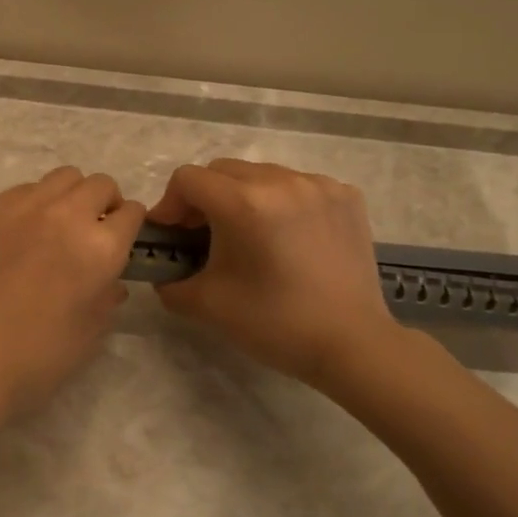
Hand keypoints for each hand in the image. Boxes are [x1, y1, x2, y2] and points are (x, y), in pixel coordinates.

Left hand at [0, 167, 145, 419]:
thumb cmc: (38, 357)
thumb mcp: (91, 332)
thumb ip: (108, 295)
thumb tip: (111, 279)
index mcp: (100, 248)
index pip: (131, 213)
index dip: (130, 225)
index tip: (122, 238)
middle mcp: (66, 215)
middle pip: (100, 184)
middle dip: (105, 203)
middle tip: (93, 230)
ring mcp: (24, 207)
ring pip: (62, 177)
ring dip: (71, 196)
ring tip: (59, 224)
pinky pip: (24, 189)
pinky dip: (35, 202)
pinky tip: (23, 232)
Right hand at [148, 160, 406, 392]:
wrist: (353, 345)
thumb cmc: (274, 324)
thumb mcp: (206, 305)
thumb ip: (170, 281)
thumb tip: (164, 271)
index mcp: (243, 203)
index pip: (187, 179)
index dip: (170, 205)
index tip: (173, 235)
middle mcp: (281, 181)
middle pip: (222, 171)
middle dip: (204, 199)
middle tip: (204, 236)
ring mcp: (318, 185)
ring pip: (261, 175)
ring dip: (243, 197)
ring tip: (249, 235)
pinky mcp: (346, 196)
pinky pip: (298, 185)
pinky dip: (282, 202)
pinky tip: (288, 236)